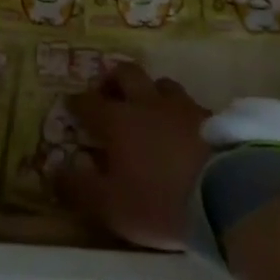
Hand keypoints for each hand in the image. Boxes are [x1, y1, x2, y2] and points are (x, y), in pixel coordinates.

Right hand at [58, 62, 211, 250]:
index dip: (77, 103)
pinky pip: (189, 104)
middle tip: (109, 94)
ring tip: (149, 108)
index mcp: (117, 121)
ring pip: (161, 83)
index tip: (71, 105)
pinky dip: (180, 111)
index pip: (89, 102)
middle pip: (126, 74)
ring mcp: (182, 106)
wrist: (226, 196)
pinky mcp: (212, 117)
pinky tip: (183, 128)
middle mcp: (147, 103)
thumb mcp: (110, 205)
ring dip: (150, 91)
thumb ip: (79, 187)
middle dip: (113, 80)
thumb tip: (53, 169)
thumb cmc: (158, 202)